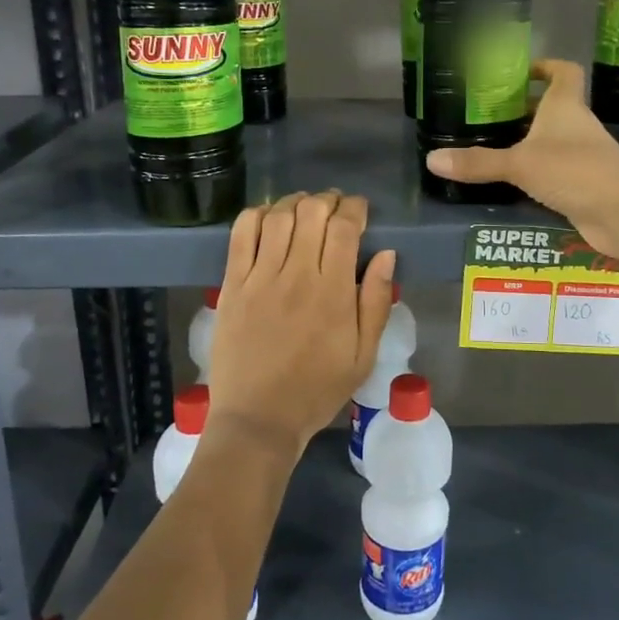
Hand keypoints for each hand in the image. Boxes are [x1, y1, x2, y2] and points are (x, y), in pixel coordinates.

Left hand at [205, 191, 397, 461]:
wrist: (259, 419)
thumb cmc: (317, 390)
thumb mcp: (363, 355)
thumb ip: (376, 302)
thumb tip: (387, 255)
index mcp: (334, 293)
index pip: (344, 228)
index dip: (354, 208)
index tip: (360, 210)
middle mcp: (297, 276)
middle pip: (311, 213)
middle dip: (328, 200)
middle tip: (334, 207)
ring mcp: (260, 278)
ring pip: (278, 217)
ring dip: (295, 202)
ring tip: (304, 208)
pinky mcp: (232, 285)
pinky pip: (241, 235)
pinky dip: (256, 215)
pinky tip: (268, 217)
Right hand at [425, 59, 618, 268]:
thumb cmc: (575, 171)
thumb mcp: (520, 164)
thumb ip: (478, 162)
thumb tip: (431, 159)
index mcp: (566, 107)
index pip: (563, 72)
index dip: (545, 66)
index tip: (520, 72)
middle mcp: (578, 126)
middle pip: (552, 108)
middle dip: (524, 109)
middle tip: (488, 114)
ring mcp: (585, 156)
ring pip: (554, 141)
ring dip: (529, 142)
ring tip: (492, 146)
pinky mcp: (586, 184)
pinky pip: (556, 171)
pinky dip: (537, 172)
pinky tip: (513, 182)